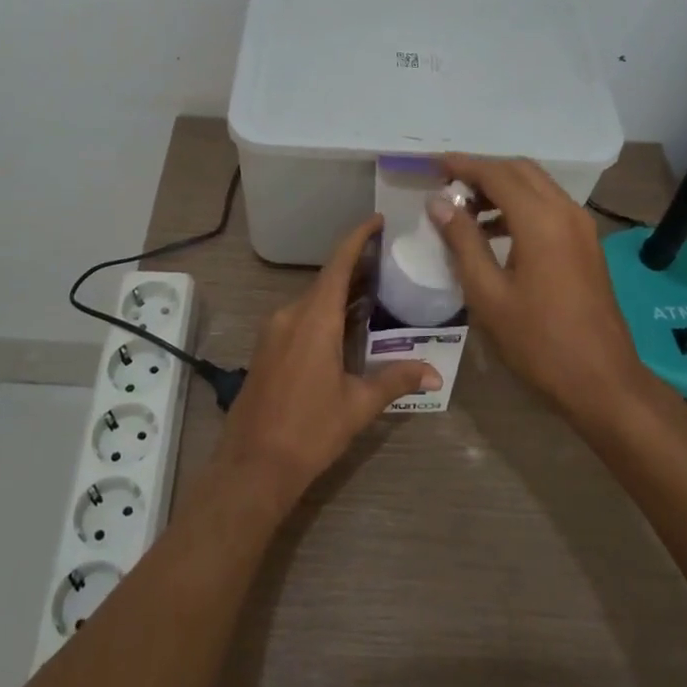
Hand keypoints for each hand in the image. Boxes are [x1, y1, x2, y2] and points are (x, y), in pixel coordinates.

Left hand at [211, 216, 440, 510]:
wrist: (252, 466)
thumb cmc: (309, 431)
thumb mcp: (358, 405)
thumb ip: (395, 381)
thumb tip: (434, 373)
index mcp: (314, 319)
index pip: (339, 264)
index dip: (358, 238)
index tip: (378, 220)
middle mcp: (291, 315)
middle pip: (327, 280)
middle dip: (357, 268)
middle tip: (390, 261)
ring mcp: (275, 331)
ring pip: (313, 300)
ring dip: (341, 293)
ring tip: (375, 291)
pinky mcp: (268, 348)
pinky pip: (301, 317)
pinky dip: (325, 312)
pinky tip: (346, 326)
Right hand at [431, 155, 653, 423]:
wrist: (601, 379)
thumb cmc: (537, 341)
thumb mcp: (487, 293)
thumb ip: (462, 241)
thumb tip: (439, 202)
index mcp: (540, 220)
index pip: (496, 173)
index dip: (462, 165)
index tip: (432, 165)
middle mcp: (565, 211)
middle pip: (519, 171)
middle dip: (482, 171)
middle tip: (446, 185)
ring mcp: (581, 226)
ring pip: (536, 186)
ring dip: (501, 188)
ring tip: (463, 210)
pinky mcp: (586, 243)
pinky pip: (548, 206)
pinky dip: (519, 206)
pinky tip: (494, 232)